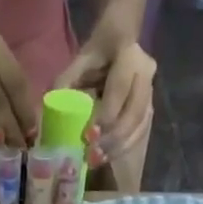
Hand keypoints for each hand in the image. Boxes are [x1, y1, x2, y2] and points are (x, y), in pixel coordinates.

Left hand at [55, 23, 156, 167]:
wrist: (120, 42)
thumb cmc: (97, 53)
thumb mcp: (80, 60)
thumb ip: (66, 80)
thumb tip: (51, 108)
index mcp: (130, 56)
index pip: (120, 89)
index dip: (107, 113)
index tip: (89, 135)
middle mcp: (146, 75)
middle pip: (134, 113)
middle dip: (113, 138)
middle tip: (92, 155)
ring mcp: (151, 93)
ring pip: (139, 126)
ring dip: (118, 147)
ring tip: (97, 160)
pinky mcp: (149, 108)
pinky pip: (140, 132)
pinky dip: (123, 147)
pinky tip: (107, 157)